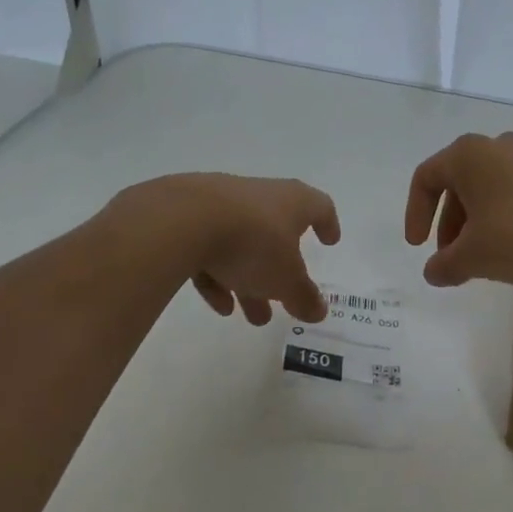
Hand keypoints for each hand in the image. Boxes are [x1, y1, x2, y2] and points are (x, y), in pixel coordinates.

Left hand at [132, 174, 340, 325]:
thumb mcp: (286, 279)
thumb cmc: (253, 243)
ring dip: (249, 279)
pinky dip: (217, 274)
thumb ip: (304, 296)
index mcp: (292, 201)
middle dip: (280, 272)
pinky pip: (210, 247)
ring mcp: (221, 202)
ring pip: (242, 244)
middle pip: (277, 233)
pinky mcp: (187, 215)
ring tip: (249, 316)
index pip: (319, 207)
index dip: (327, 225)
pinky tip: (218, 304)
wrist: (182, 220)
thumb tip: (319, 311)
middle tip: (283, 302)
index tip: (330, 242)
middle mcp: (260, 195)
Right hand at [404, 133, 512, 287]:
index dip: (415, 213)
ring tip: (486, 257)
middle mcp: (499, 145)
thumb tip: (433, 272)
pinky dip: (509, 216)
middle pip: (460, 182)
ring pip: (492, 187)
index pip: (426, 178)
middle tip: (453, 257)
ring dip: (479, 221)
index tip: (419, 247)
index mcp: (469, 155)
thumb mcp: (474, 258)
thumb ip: (445, 265)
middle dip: (450, 223)